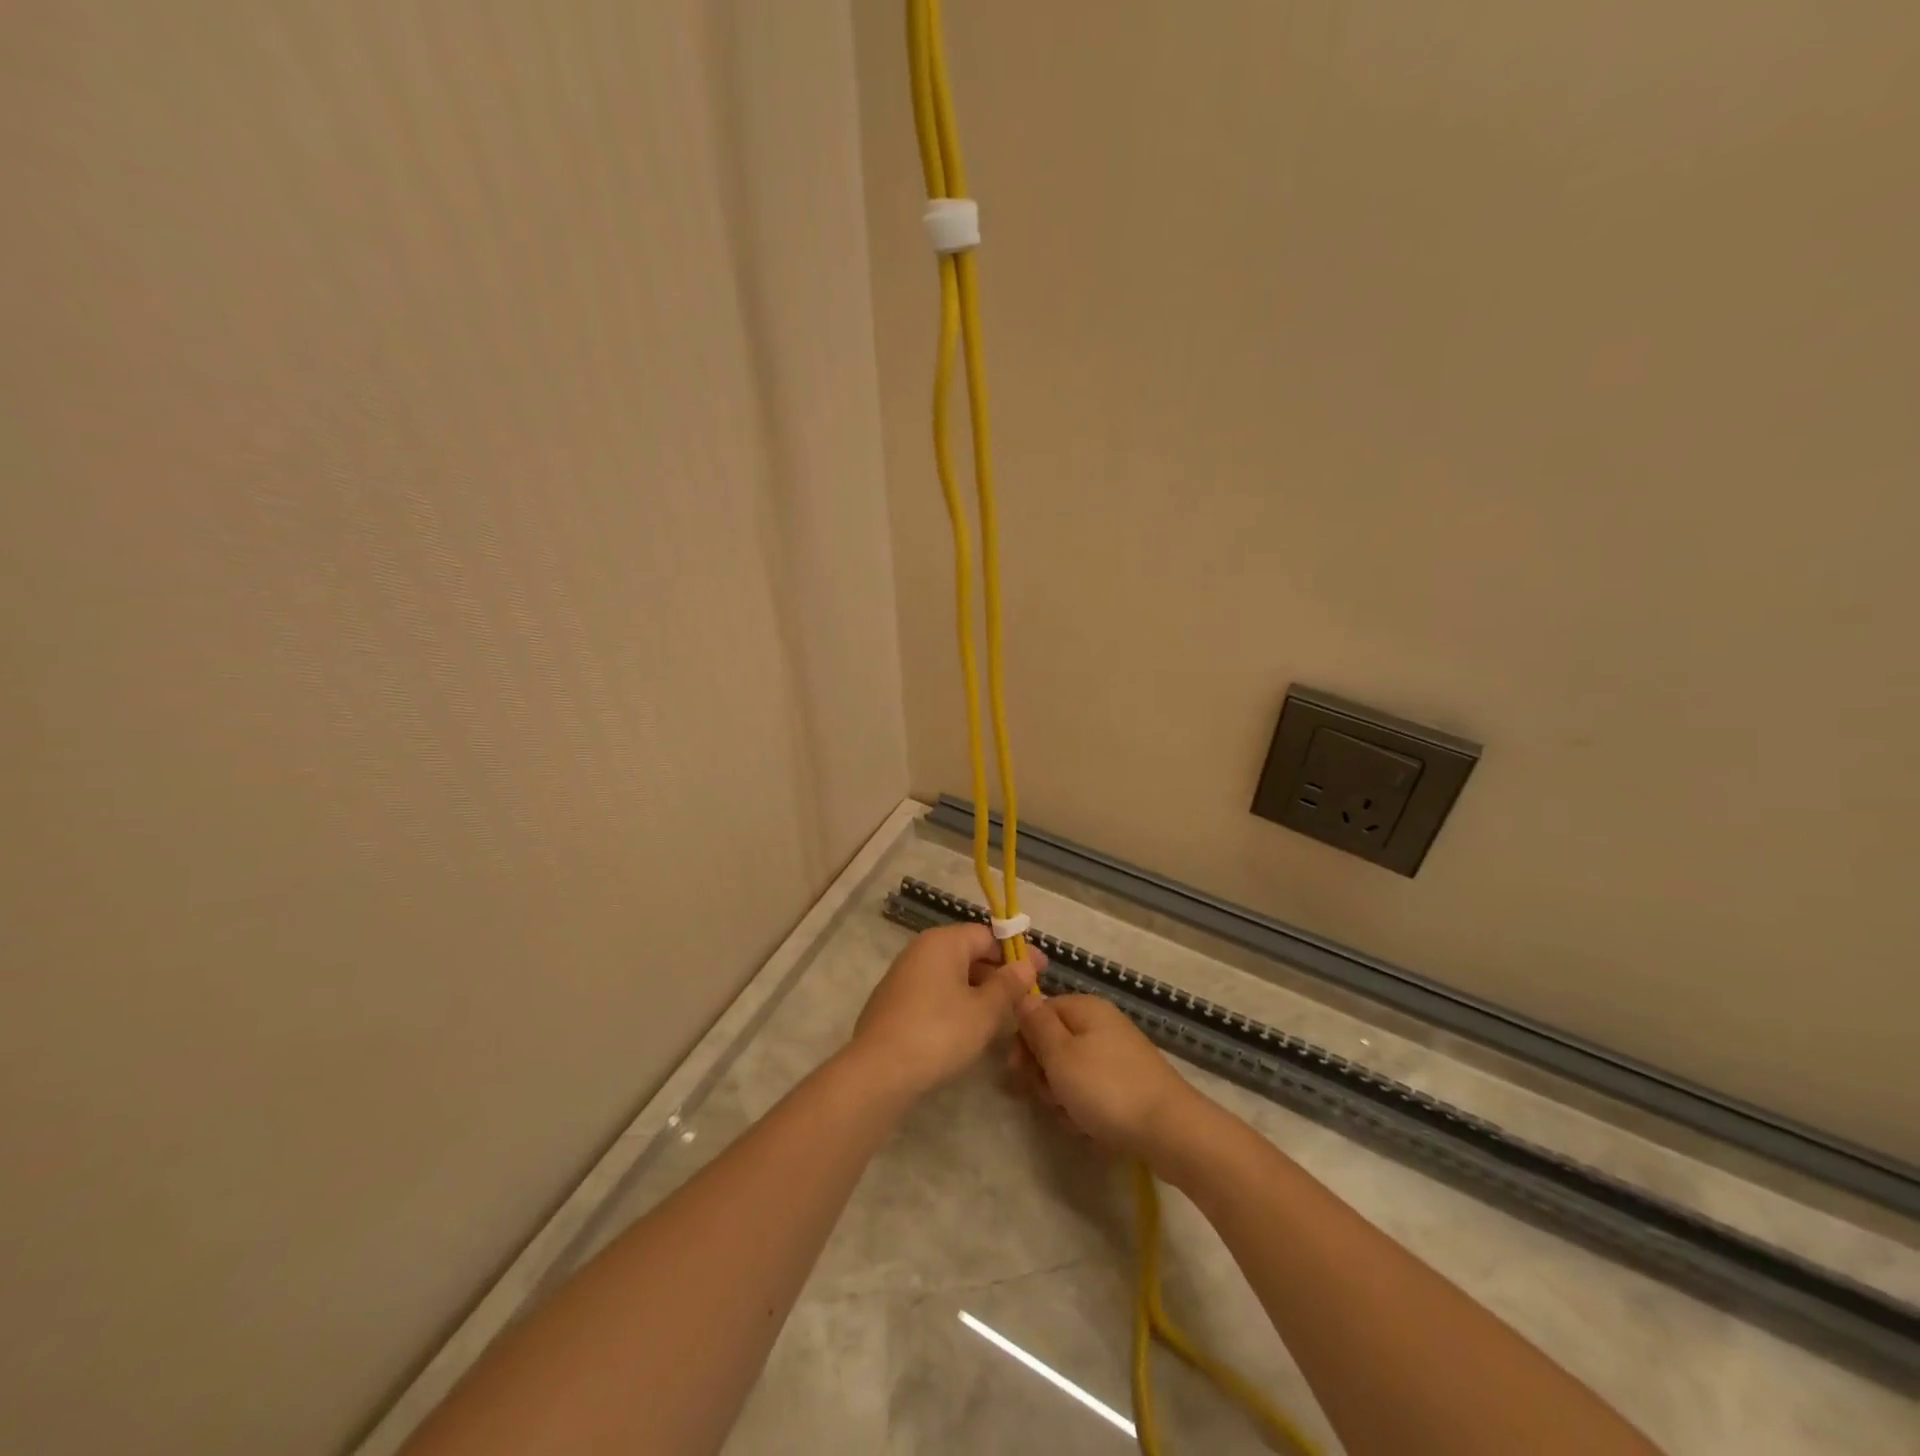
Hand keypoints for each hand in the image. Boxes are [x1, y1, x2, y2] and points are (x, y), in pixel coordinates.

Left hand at [846, 923, 1043, 1103]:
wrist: (879, 1071)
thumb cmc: (939, 1032)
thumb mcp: (984, 1011)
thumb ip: (1008, 985)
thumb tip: (1025, 965)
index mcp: (943, 942)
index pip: (987, 935)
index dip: (1016, 952)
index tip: (1041, 971)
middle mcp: (920, 950)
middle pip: (968, 952)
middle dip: (999, 972)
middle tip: (1026, 995)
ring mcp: (903, 976)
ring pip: (952, 975)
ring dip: (979, 990)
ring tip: (1004, 1014)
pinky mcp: (894, 1002)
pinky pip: (935, 992)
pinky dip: (957, 1002)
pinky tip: (970, 1027)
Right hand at [1009, 993, 1202, 1165]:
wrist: (1170, 1131)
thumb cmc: (1107, 1088)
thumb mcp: (1060, 1055)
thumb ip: (1036, 1024)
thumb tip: (1021, 995)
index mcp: (1086, 1008)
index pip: (1039, 1011)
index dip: (1024, 1039)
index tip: (1018, 1070)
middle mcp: (1102, 1024)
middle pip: (1054, 1042)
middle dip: (1044, 1073)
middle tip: (1049, 1097)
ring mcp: (1117, 1054)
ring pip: (1070, 1070)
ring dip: (1062, 1095)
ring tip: (1072, 1116)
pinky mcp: (1127, 1083)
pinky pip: (1091, 1089)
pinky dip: (1084, 1108)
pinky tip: (1089, 1127)